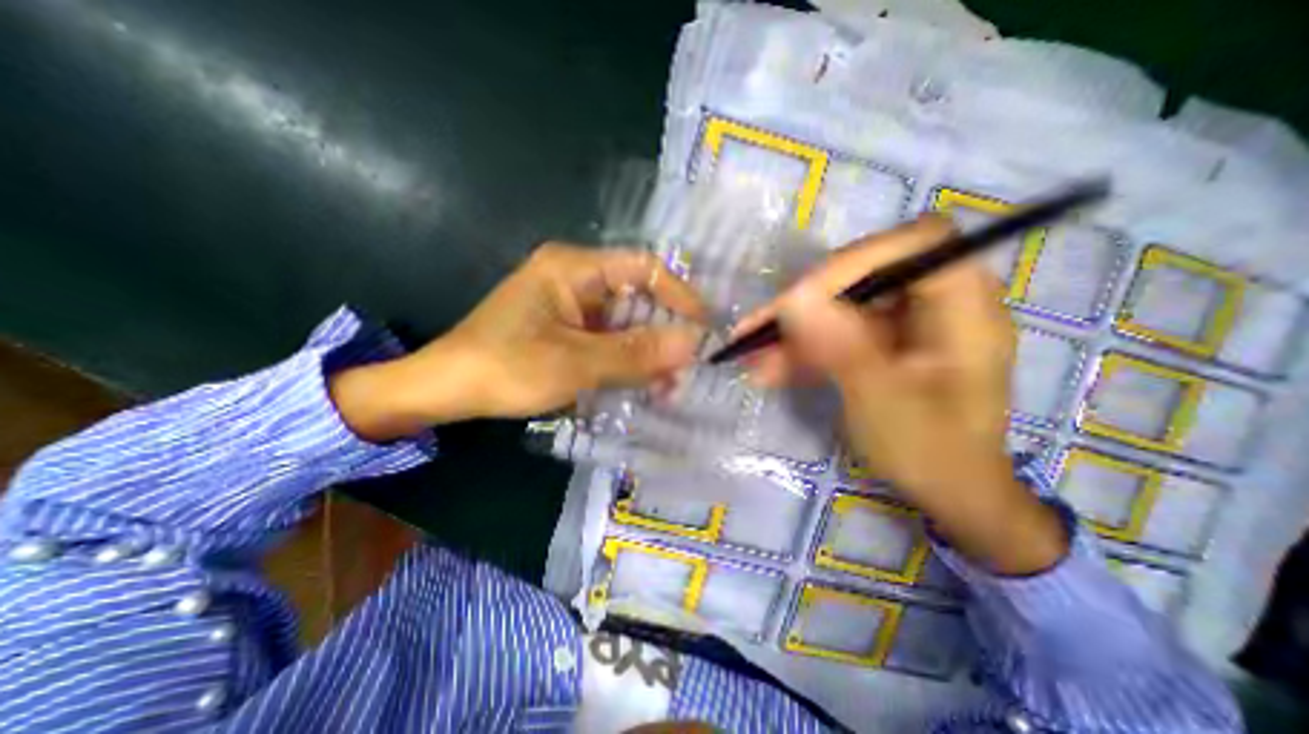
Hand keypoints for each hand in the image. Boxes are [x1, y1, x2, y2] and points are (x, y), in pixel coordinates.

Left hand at [334, 243, 712, 441]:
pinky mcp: (566, 329)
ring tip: (668, 384)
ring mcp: (570, 305)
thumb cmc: (505, 368)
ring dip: (648, 352)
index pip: (645, 269)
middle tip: (686, 368)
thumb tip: (694, 344)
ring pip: (625, 322)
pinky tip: (641, 383)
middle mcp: (576, 278)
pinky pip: (608, 339)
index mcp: (575, 268)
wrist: (445, 389)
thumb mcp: (576, 364)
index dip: (680, 296)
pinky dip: (627, 360)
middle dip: (664, 333)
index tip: (704, 328)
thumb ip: (636, 353)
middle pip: (637, 298)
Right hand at [736, 217, 1062, 571]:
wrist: (947, 494)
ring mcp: (904, 324)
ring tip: (750, 354)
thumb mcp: (882, 400)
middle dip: (808, 301)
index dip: (854, 261)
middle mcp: (934, 304)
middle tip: (762, 327)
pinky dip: (803, 349)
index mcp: (962, 307)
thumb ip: (840, 346)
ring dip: (795, 329)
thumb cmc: (931, 452)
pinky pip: (837, 333)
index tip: (801, 296)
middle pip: (865, 275)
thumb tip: (793, 300)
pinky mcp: (880, 344)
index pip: (912, 245)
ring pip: (841, 307)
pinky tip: (769, 369)